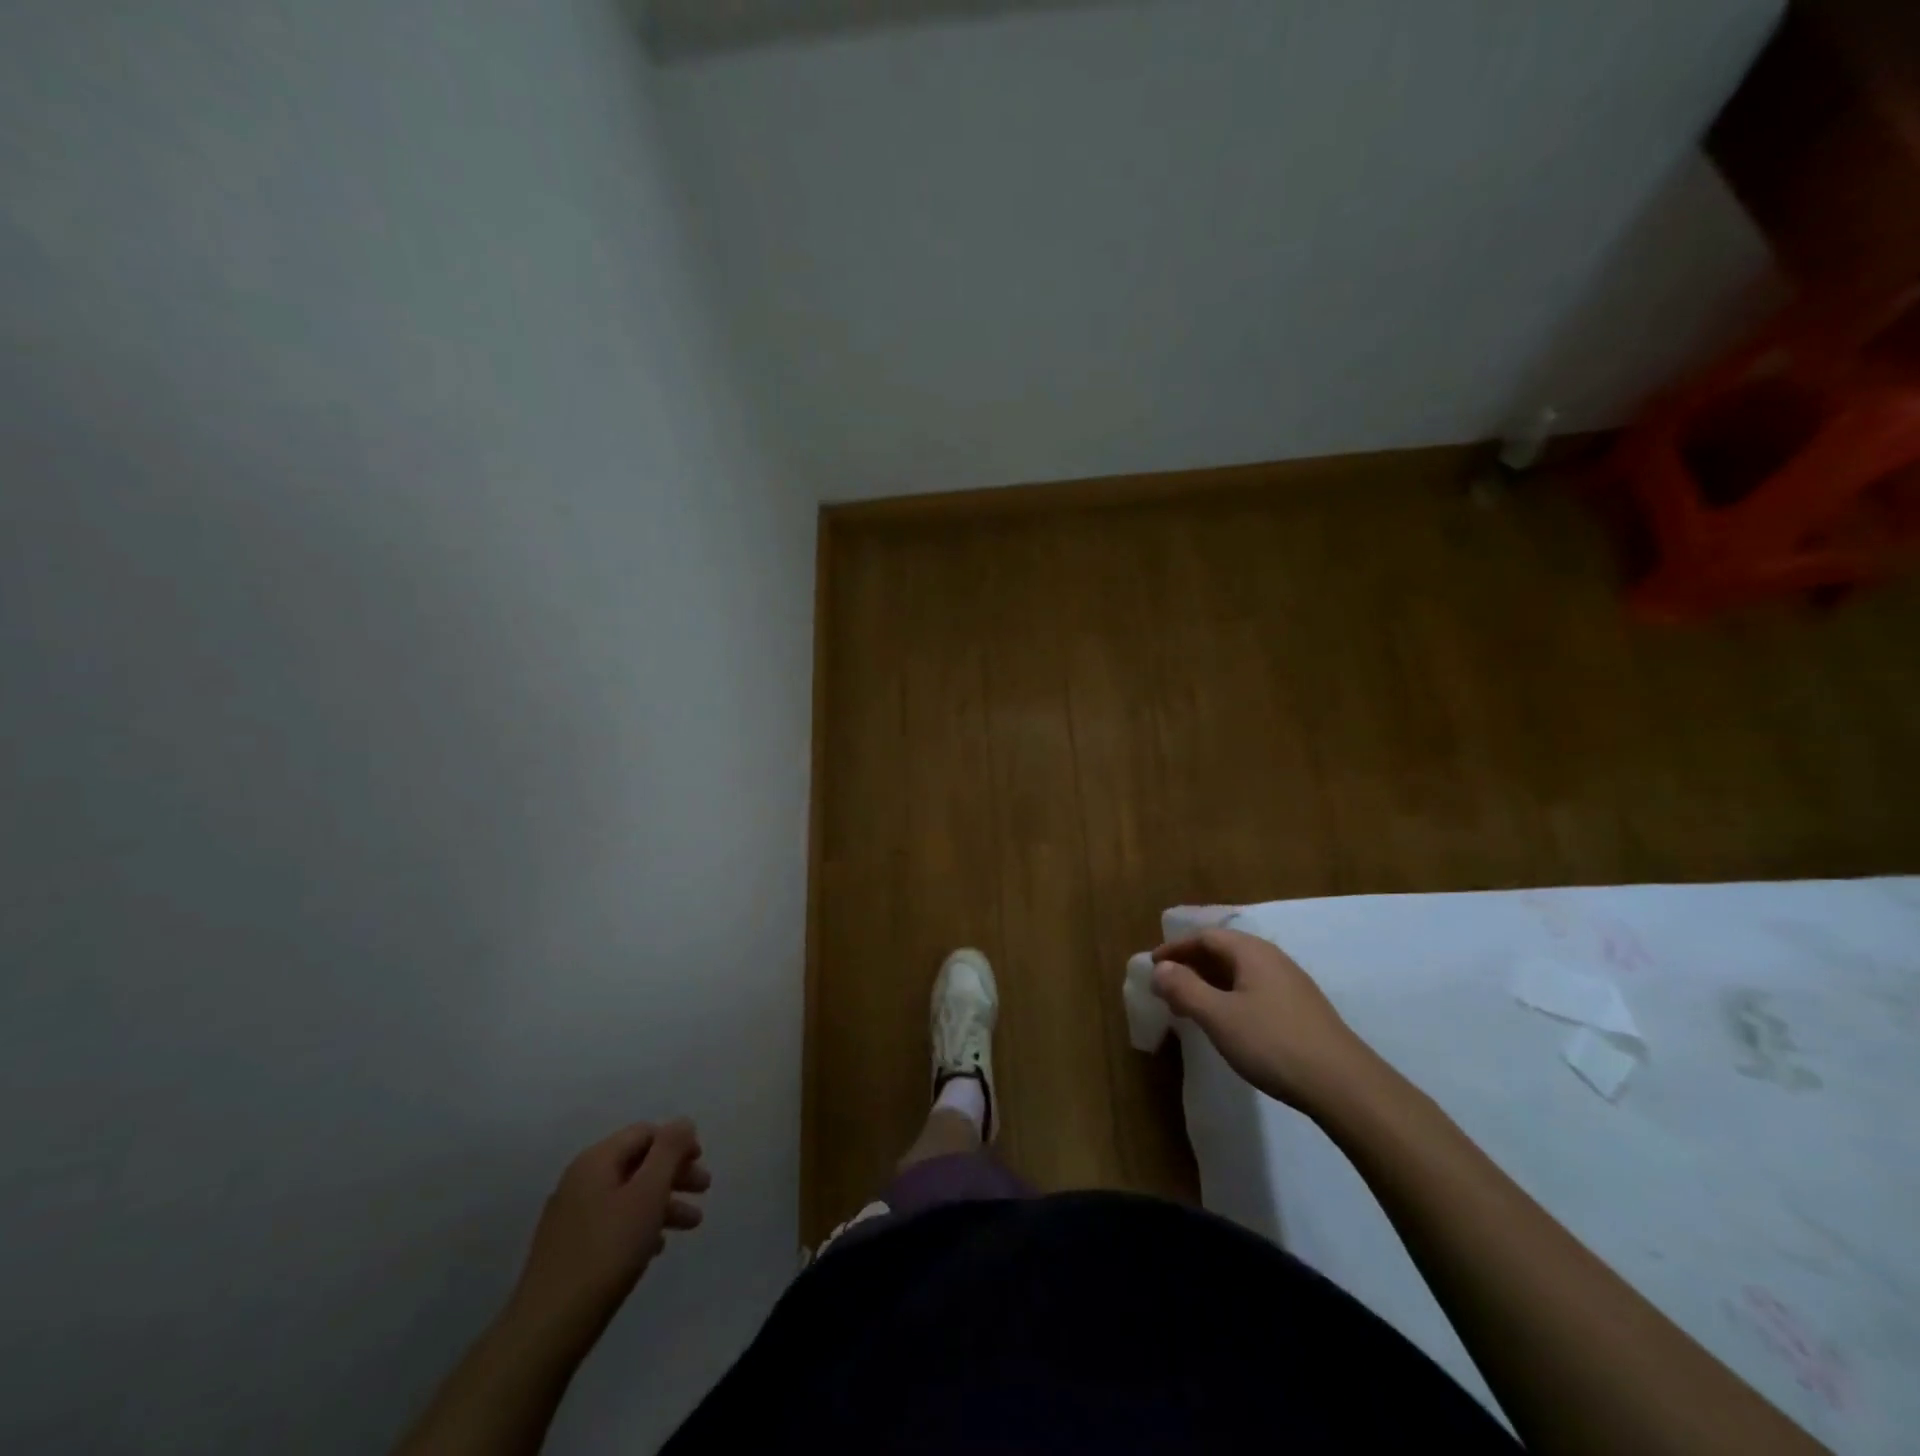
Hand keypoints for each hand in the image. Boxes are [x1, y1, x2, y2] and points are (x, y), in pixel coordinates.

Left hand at [507, 1119, 709, 1338]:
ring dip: (663, 1202)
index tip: (701, 1162)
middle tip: (704, 1191)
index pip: (645, 1133)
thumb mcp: (648, 1194)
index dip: (677, 1142)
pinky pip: (613, 1221)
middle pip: (638, 1162)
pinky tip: (656, 1247)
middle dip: (674, 1174)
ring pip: (628, 1195)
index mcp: (596, 1161)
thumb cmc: (607, 1252)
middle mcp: (580, 1180)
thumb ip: (669, 1151)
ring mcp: (571, 1215)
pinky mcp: (568, 1247)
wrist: (547, 1329)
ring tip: (692, 1225)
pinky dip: (640, 1225)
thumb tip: (683, 1122)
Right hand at [1152, 928, 1378, 1114]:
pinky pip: (1254, 991)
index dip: (1175, 949)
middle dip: (1191, 966)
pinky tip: (1226, 1023)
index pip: (1205, 937)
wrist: (1344, 1086)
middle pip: (1223, 952)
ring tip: (1190, 1007)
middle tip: (1166, 988)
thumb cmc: (1273, 1043)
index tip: (1152, 966)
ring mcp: (1290, 985)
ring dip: (1209, 984)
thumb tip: (1160, 968)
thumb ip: (1184, 988)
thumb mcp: (1219, 1016)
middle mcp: (1273, 960)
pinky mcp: (1301, 1010)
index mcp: (1252, 952)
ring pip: (1239, 973)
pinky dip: (1229, 998)